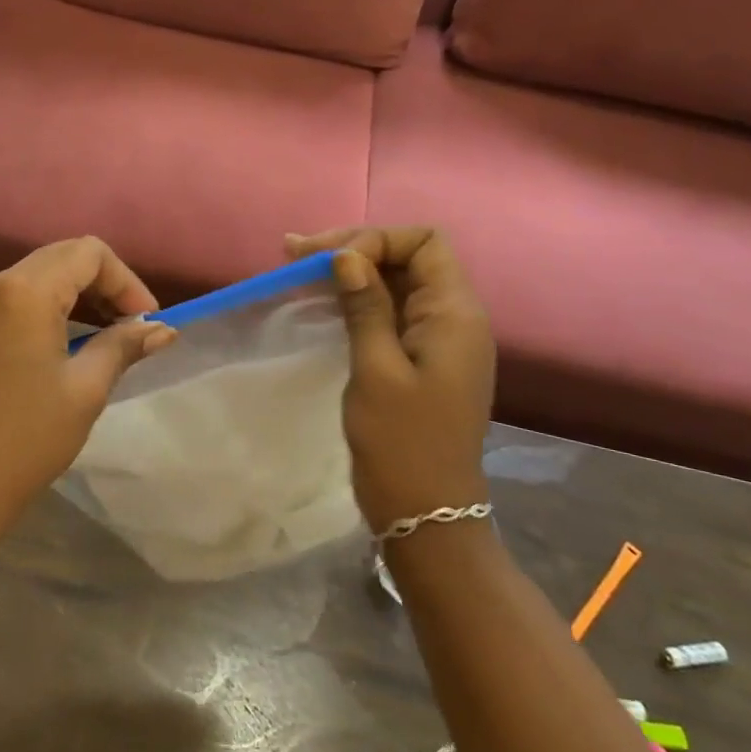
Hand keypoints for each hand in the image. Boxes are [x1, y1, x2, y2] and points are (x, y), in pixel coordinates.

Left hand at [0, 237, 176, 537]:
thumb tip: (163, 329)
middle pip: (65, 256)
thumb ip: (124, 345)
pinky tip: (75, 338)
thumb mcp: (86, 389)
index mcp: (25, 291)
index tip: (147, 320)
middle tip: (133, 325)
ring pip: (44, 272)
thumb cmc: (28, 437)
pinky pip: (23, 293)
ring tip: (111, 333)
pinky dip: (56, 304)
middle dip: (106, 283)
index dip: (126, 281)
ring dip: (82, 292)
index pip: (89, 253)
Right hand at [287, 226, 495, 530]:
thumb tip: (347, 255)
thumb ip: (365, 306)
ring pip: (396, 282)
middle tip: (295, 254)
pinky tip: (321, 298)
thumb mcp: (376, 369)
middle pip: (408, 257)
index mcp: (455, 314)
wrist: (425, 511)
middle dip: (354, 248)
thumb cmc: (401, 442)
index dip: (376, 239)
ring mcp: (439, 338)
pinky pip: (391, 310)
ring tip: (297, 268)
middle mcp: (454, 317)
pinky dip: (357, 298)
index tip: (330, 261)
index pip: (424, 242)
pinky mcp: (422, 357)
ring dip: (350, 271)